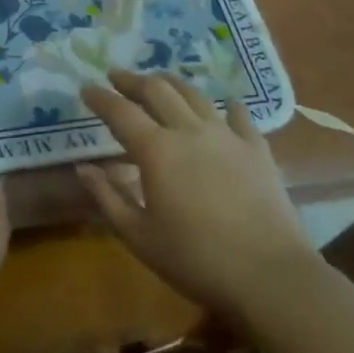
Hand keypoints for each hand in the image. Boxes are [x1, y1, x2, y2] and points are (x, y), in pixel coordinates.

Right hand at [78, 70, 317, 322]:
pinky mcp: (257, 149)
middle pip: (157, 90)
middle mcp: (189, 131)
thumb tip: (83, 168)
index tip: (86, 89)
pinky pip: (239, 115)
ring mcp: (226, 136)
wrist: (270, 276)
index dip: (100, 98)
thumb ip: (107, 198)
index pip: (120, 112)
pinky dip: (226, 105)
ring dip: (171, 83)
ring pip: (194, 94)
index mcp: (156, 150)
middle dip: (132, 80)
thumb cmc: (196, 260)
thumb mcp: (139, 236)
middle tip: (117, 76)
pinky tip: (224, 105)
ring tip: (160, 80)